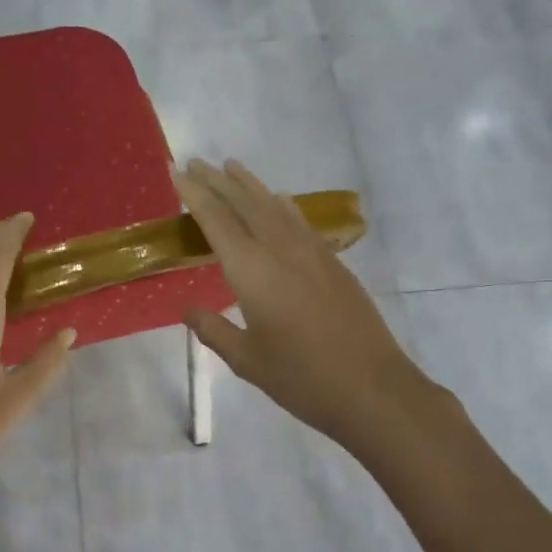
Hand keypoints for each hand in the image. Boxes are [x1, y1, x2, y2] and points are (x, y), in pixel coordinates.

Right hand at [175, 159, 425, 447]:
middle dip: (219, 181)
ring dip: (250, 185)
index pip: (218, 222)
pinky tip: (278, 200)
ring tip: (231, 166)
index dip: (196, 196)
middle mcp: (281, 251)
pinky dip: (281, 205)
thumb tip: (188, 309)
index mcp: (253, 272)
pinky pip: (299, 221)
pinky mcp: (333, 263)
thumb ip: (214, 330)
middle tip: (197, 162)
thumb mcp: (247, 361)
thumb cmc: (302, 379)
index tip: (178, 173)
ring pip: (275, 207)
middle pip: (246, 204)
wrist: (374, 389)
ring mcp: (312, 253)